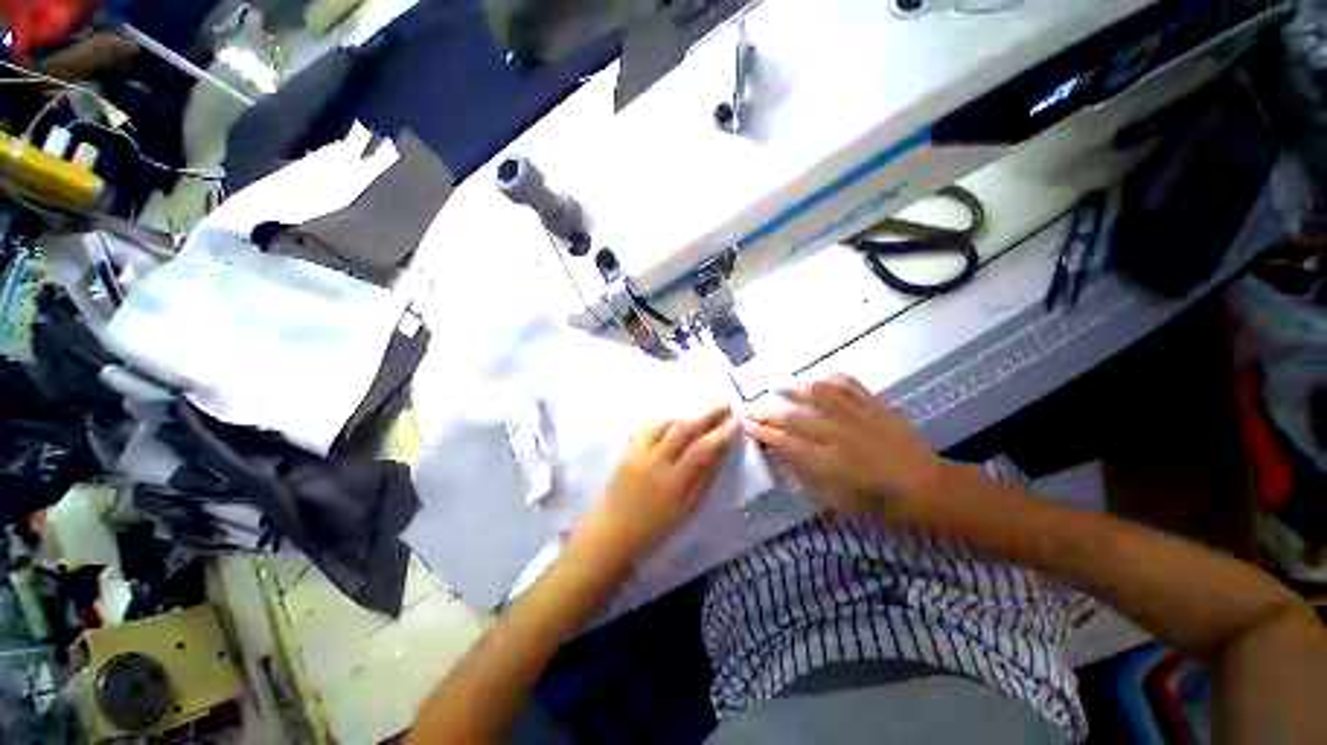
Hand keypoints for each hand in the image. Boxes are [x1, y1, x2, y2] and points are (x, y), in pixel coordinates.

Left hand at [576, 406, 740, 568]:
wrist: (614, 532)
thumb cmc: (656, 527)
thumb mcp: (688, 508)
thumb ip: (705, 478)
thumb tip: (721, 451)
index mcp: (674, 481)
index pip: (702, 449)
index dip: (721, 434)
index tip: (736, 422)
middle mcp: (656, 462)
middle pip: (684, 430)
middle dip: (706, 414)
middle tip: (723, 403)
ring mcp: (638, 454)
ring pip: (665, 425)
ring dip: (685, 416)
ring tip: (700, 412)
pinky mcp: (627, 451)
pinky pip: (646, 428)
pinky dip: (662, 421)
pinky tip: (672, 419)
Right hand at [746, 375, 945, 515]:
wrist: (931, 489)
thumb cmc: (882, 503)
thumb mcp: (839, 500)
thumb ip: (809, 475)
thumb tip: (783, 456)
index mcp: (828, 460)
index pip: (785, 441)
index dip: (762, 432)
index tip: (745, 424)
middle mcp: (838, 433)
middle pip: (793, 419)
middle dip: (766, 413)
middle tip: (749, 407)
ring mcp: (858, 416)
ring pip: (819, 395)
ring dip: (795, 388)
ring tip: (779, 386)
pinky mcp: (876, 406)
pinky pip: (851, 386)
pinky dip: (834, 379)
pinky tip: (823, 379)